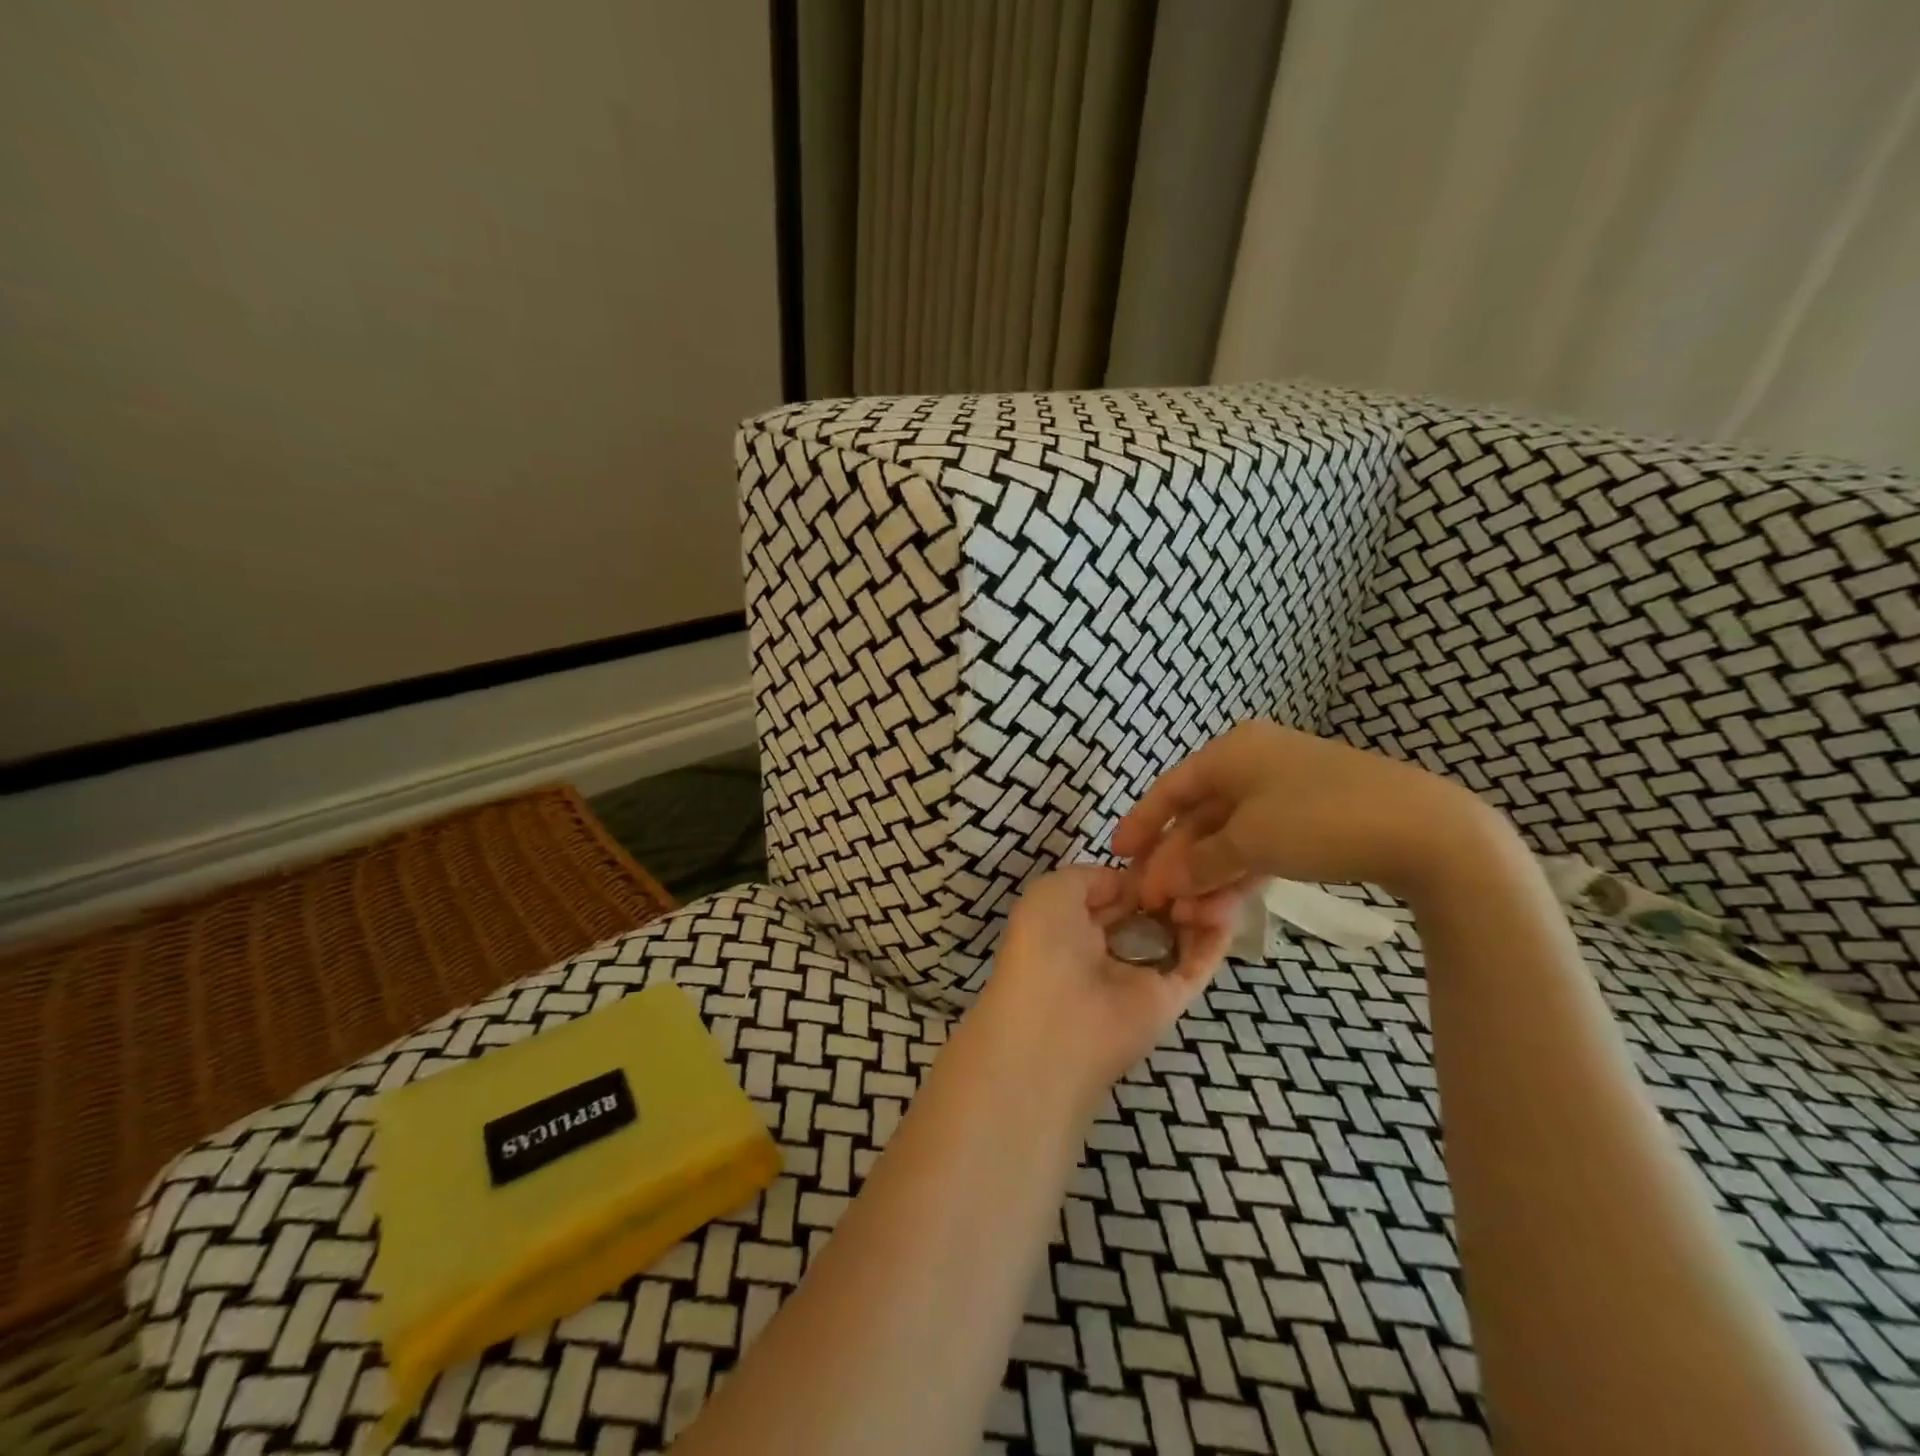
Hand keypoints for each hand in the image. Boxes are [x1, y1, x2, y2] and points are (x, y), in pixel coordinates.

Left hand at [974, 865, 1251, 1095]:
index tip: (1170, 844)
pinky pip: (1199, 961)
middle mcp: (1108, 947)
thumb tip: (1130, 882)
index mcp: (1074, 923)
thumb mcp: (1052, 891)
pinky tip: (1224, 903)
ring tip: (1212, 876)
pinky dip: (1216, 933)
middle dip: (1174, 883)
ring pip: (1180, 932)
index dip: (1142, 868)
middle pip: (1152, 909)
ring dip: (1198, 903)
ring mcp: (1141, 973)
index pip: (1118, 891)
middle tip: (1201, 856)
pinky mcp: (1171, 998)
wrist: (1054, 1023)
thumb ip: (1092, 877)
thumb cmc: (1044, 946)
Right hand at [1113, 721, 1511, 907]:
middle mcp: (1255, 764)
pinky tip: (1222, 905)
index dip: (1142, 822)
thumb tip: (1166, 882)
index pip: (1172, 787)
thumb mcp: (1250, 841)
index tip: (1118, 855)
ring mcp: (1285, 792)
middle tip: (1156, 900)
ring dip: (1205, 874)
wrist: (1426, 831)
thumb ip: (1199, 862)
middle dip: (1175, 860)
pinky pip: (1259, 844)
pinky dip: (1238, 872)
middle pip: (1199, 815)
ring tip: (1187, 915)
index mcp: (1233, 752)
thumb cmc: (1320, 820)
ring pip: (1229, 835)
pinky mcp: (1311, 820)